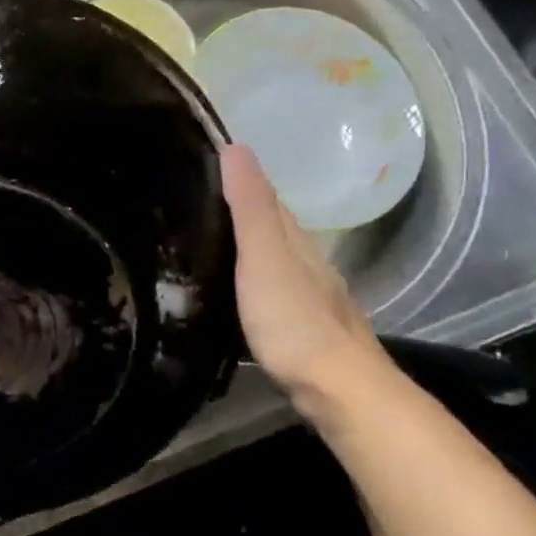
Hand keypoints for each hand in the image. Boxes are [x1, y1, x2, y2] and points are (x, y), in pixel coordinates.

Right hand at [219, 143, 385, 404]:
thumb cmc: (293, 320)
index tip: (207, 160)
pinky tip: (235, 287)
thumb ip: (249, 208)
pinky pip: (269, 287)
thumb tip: (237, 148)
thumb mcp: (263, 258)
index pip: (266, 198)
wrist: (338, 388)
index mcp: (294, 241)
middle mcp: (305, 262)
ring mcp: (307, 295)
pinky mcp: (299, 326)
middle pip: (272, 227)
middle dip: (242, 208)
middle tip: (198, 197)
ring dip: (246, 244)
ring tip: (209, 238)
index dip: (241, 177)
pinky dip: (250, 277)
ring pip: (273, 258)